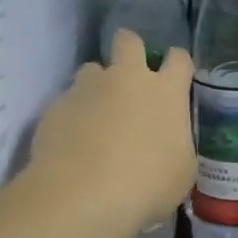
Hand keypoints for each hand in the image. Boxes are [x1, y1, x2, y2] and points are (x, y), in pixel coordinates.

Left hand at [29, 31, 194, 231]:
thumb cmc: (147, 184)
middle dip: (130, 50)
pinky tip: (73, 143)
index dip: (178, 64)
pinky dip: (72, 116)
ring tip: (96, 115)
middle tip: (130, 76)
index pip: (179, 59)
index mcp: (166, 92)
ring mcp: (88, 89)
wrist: (82, 195)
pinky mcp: (56, 107)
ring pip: (91, 69)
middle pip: (128, 41)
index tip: (176, 78)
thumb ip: (177, 145)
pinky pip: (67, 102)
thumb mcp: (182, 171)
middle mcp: (127, 79)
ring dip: (96, 86)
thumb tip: (170, 143)